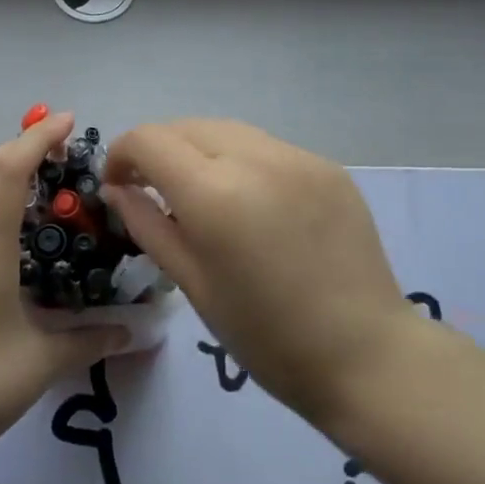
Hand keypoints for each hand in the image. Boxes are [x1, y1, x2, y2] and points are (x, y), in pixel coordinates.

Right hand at [103, 119, 424, 430]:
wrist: (367, 356)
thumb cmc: (266, 335)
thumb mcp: (192, 283)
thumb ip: (147, 224)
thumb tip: (117, 189)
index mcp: (214, 192)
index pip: (148, 140)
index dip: (121, 155)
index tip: (117, 186)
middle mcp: (255, 158)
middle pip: (186, 126)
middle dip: (159, 150)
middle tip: (154, 191)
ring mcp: (298, 158)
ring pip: (227, 130)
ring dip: (199, 151)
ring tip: (202, 196)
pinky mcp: (328, 166)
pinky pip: (267, 148)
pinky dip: (242, 162)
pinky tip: (251, 203)